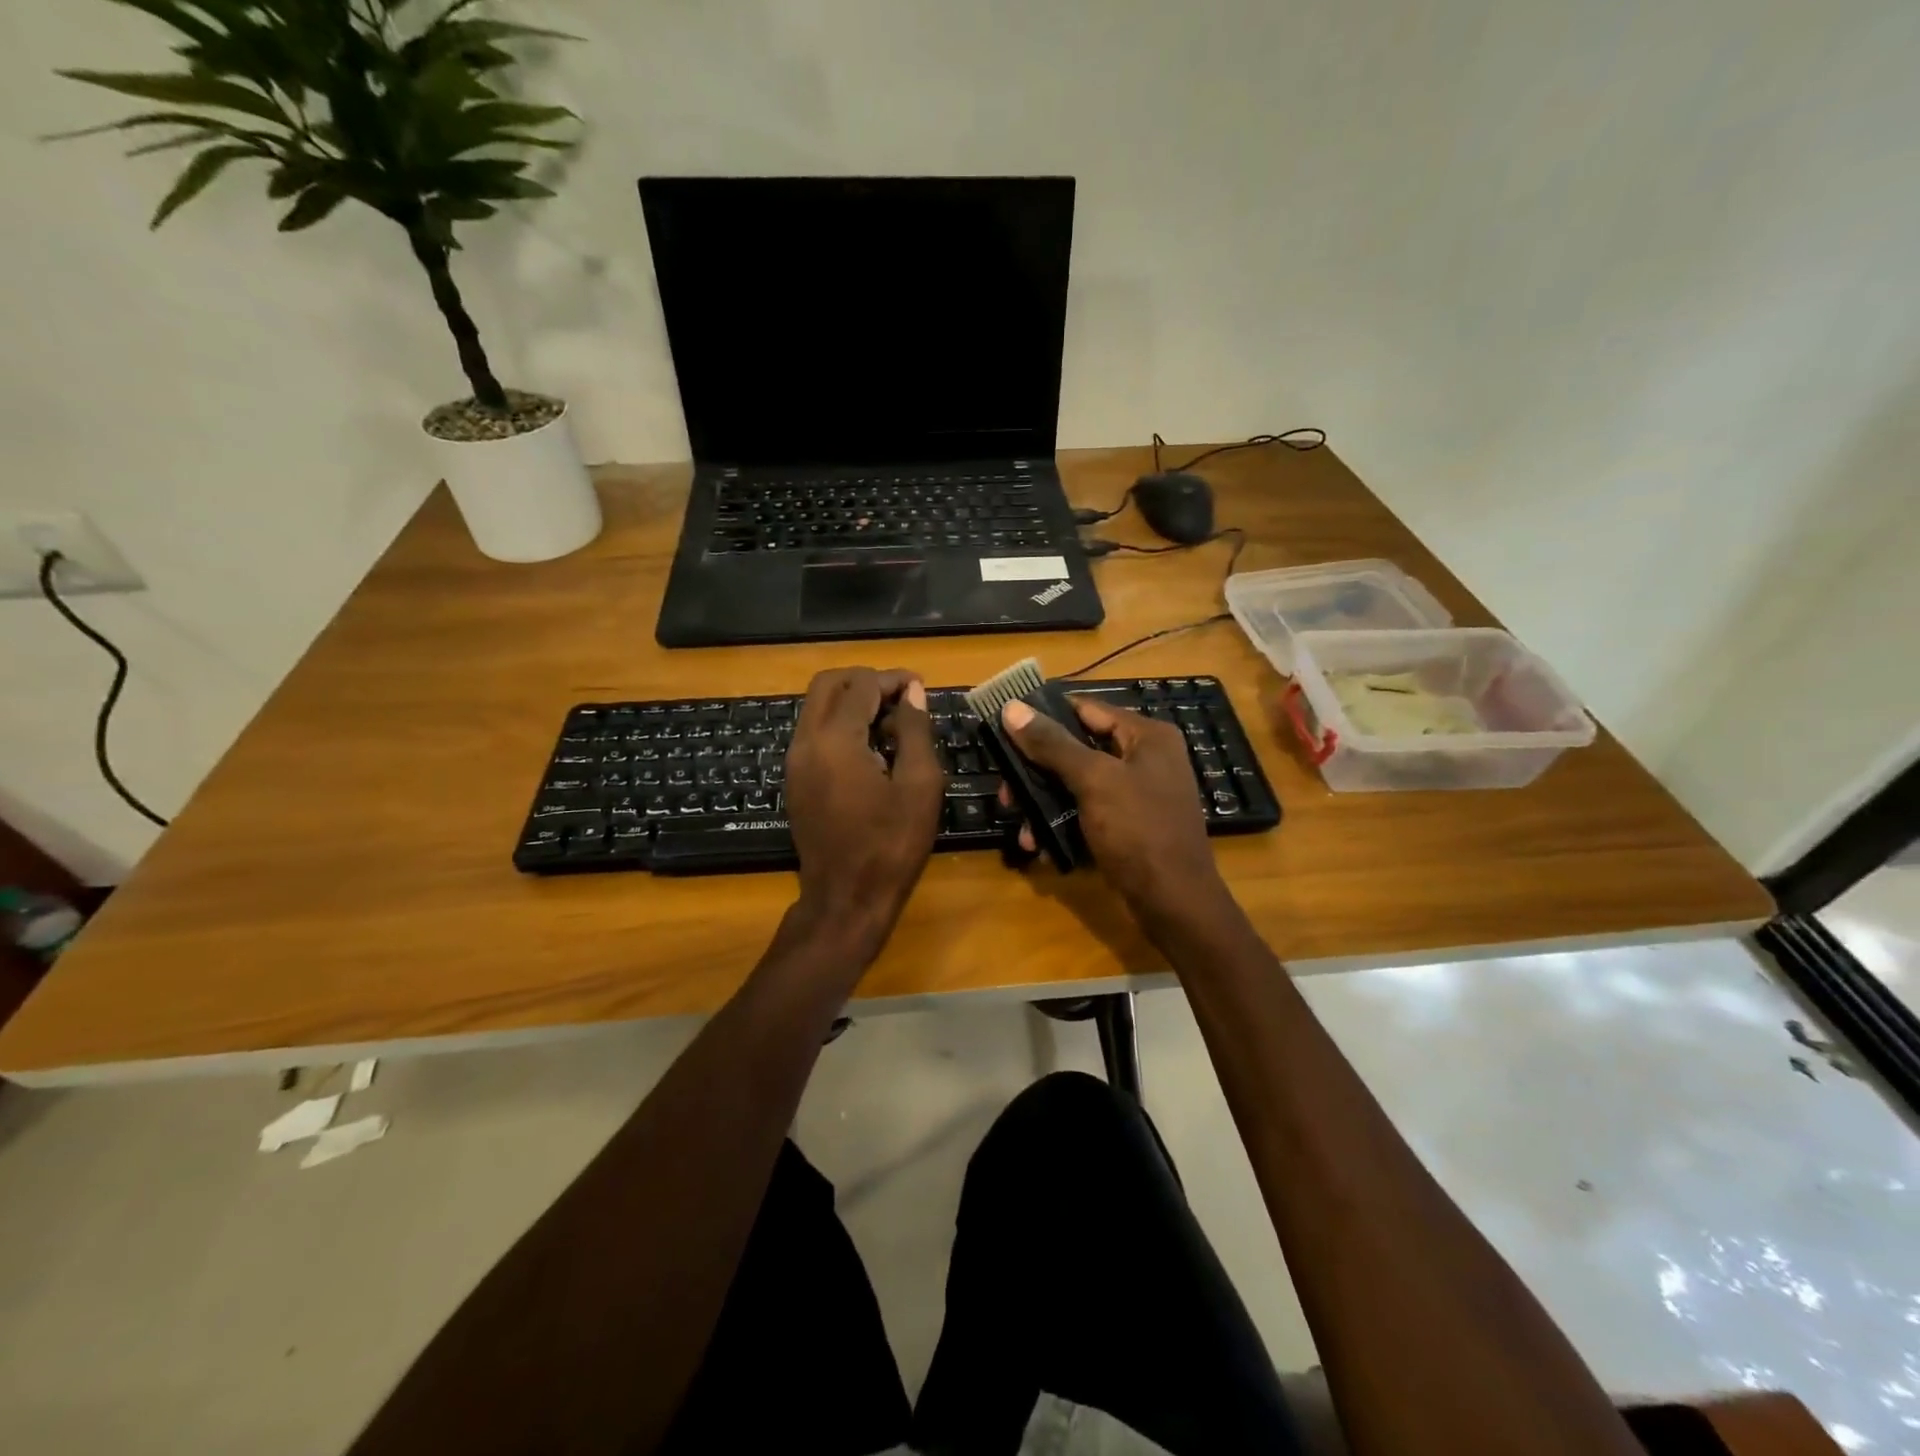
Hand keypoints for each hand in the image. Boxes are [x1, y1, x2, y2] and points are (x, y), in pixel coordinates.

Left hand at [783, 667, 944, 959]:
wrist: (846, 900)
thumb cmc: (891, 846)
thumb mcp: (920, 786)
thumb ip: (915, 731)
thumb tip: (911, 692)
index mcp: (835, 740)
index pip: (861, 685)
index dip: (893, 679)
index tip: (920, 687)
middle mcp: (805, 742)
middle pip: (827, 685)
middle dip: (865, 681)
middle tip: (901, 697)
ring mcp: (794, 762)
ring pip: (817, 707)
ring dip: (851, 702)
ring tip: (891, 723)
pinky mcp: (794, 780)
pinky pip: (814, 733)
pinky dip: (840, 725)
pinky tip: (871, 749)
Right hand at [998, 696, 1227, 927]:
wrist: (1175, 904)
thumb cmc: (1139, 831)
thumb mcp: (1094, 781)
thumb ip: (1053, 744)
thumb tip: (1012, 707)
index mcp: (1147, 736)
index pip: (1086, 709)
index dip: (1044, 715)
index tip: (1004, 728)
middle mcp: (1145, 758)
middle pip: (1077, 749)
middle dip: (1037, 771)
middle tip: (1005, 791)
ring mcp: (1138, 794)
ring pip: (1077, 785)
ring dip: (1044, 804)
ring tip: (1020, 827)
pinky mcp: (1130, 826)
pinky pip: (1087, 814)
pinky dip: (1063, 825)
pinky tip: (1041, 847)